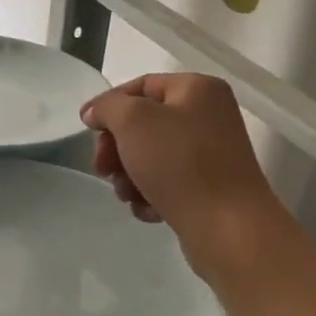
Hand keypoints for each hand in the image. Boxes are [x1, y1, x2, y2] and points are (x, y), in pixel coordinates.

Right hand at [80, 74, 287, 275]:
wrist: (229, 229)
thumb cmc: (180, 163)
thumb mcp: (133, 121)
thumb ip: (108, 107)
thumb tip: (96, 112)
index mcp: (198, 89)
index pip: (141, 86)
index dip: (109, 104)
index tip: (86, 128)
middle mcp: (209, 116)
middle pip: (145, 124)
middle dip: (117, 147)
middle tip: (102, 169)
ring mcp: (211, 155)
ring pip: (152, 156)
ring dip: (129, 174)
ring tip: (126, 194)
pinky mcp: (210, 189)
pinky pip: (169, 183)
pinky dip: (151, 194)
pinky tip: (147, 209)